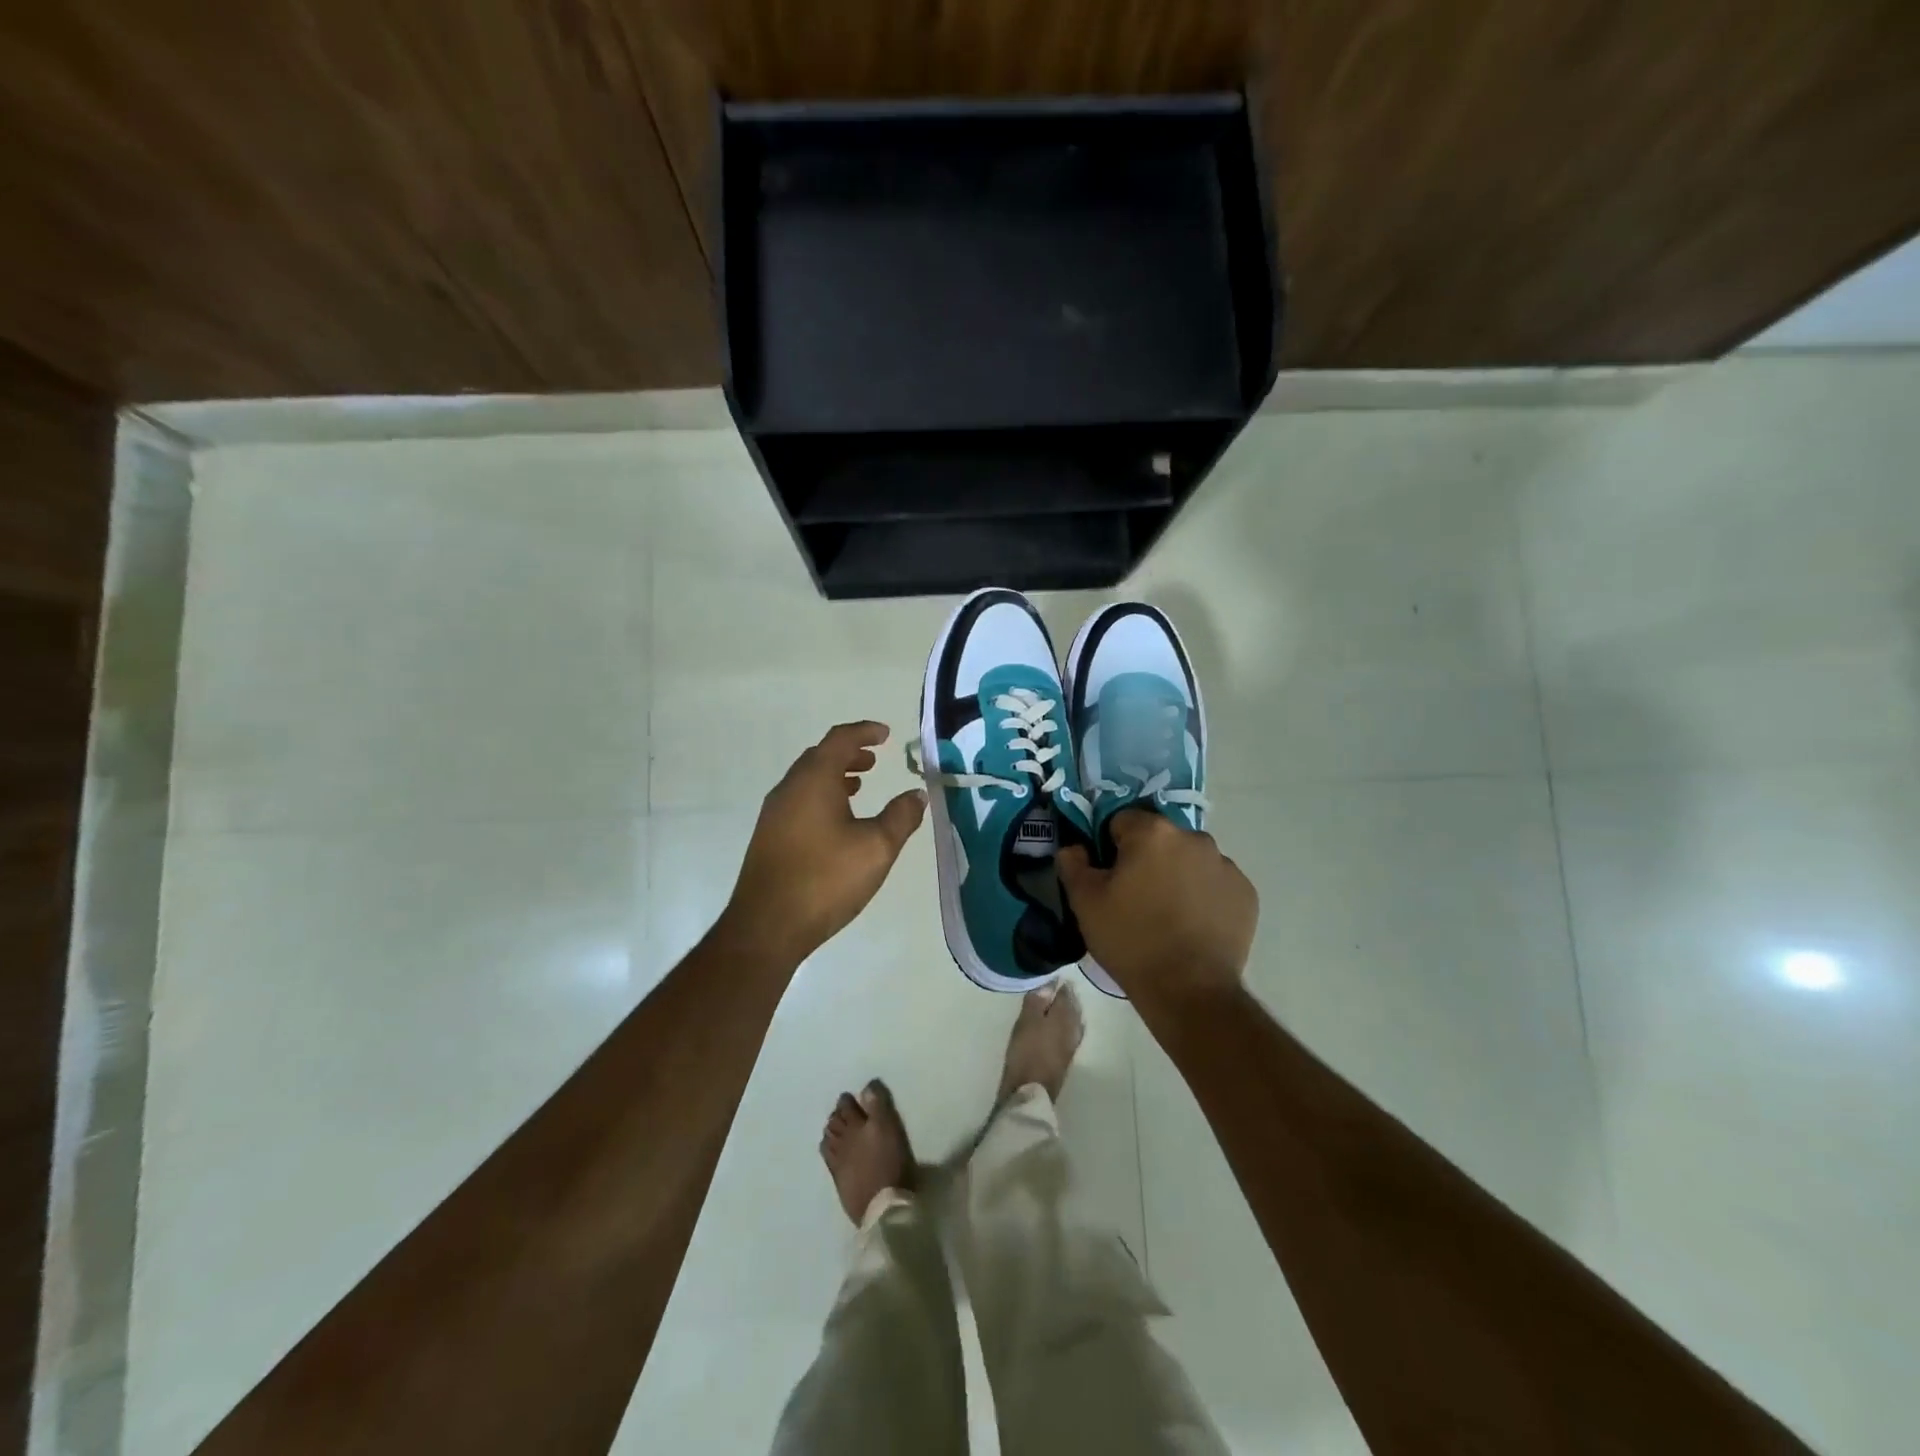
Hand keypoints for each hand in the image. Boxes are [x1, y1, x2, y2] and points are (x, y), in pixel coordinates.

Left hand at [722, 721, 926, 964]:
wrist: (767, 926)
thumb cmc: (826, 879)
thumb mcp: (876, 848)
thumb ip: (900, 817)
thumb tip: (916, 795)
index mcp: (814, 780)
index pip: (840, 740)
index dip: (864, 732)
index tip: (885, 734)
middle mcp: (789, 788)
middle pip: (820, 756)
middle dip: (849, 753)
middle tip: (874, 760)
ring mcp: (774, 813)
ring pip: (807, 779)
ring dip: (834, 775)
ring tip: (859, 786)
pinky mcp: (769, 836)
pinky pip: (799, 800)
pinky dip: (821, 796)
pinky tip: (836, 822)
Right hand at [1056, 809, 1257, 1008]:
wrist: (1189, 990)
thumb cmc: (1131, 940)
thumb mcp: (1085, 903)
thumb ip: (1073, 864)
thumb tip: (1074, 848)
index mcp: (1152, 833)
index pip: (1122, 821)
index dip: (1110, 847)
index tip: (1109, 877)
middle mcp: (1194, 838)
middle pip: (1160, 839)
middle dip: (1147, 859)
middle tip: (1136, 897)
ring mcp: (1225, 865)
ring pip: (1190, 859)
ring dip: (1177, 874)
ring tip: (1167, 915)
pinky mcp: (1246, 893)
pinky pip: (1215, 883)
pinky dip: (1204, 895)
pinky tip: (1193, 925)